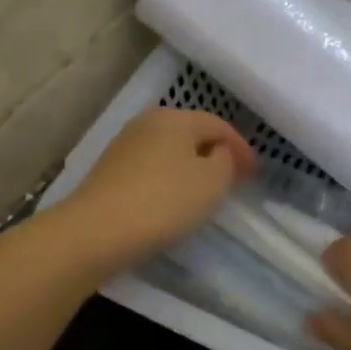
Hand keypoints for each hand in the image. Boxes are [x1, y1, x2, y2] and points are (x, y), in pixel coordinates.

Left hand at [57, 108, 255, 272]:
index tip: (255, 173)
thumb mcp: (212, 181)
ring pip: (169, 152)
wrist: (96, 231)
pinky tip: (173, 201)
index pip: (218, 124)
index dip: (241, 147)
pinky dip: (169, 180)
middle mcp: (146, 123)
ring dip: (191, 167)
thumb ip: (225, 161)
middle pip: (191, 134)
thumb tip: (218, 152)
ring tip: (206, 192)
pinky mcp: (108, 173)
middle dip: (215, 154)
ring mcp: (123, 147)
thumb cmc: (164, 201)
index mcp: (174, 118)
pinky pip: (151, 170)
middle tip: (234, 178)